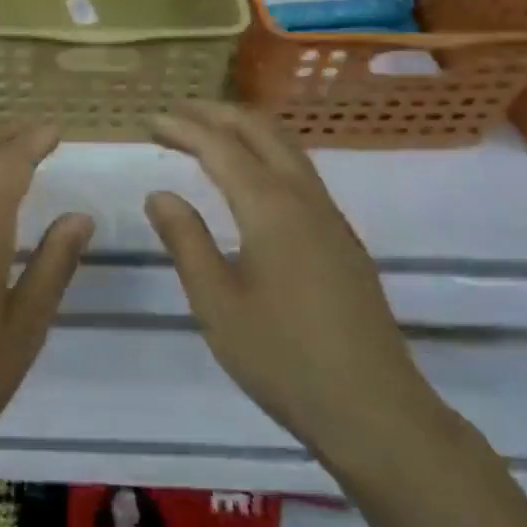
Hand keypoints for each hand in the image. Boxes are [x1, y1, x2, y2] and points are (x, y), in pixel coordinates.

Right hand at [145, 102, 443, 469]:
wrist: (376, 412)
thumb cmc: (284, 358)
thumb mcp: (217, 303)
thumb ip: (186, 241)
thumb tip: (160, 194)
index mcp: (270, 207)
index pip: (220, 147)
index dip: (184, 128)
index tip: (151, 120)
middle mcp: (304, 198)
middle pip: (261, 131)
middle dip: (216, 114)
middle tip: (177, 113)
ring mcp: (330, 217)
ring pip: (287, 147)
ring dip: (245, 129)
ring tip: (209, 132)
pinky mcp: (342, 240)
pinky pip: (300, 171)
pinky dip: (266, 152)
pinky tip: (251, 177)